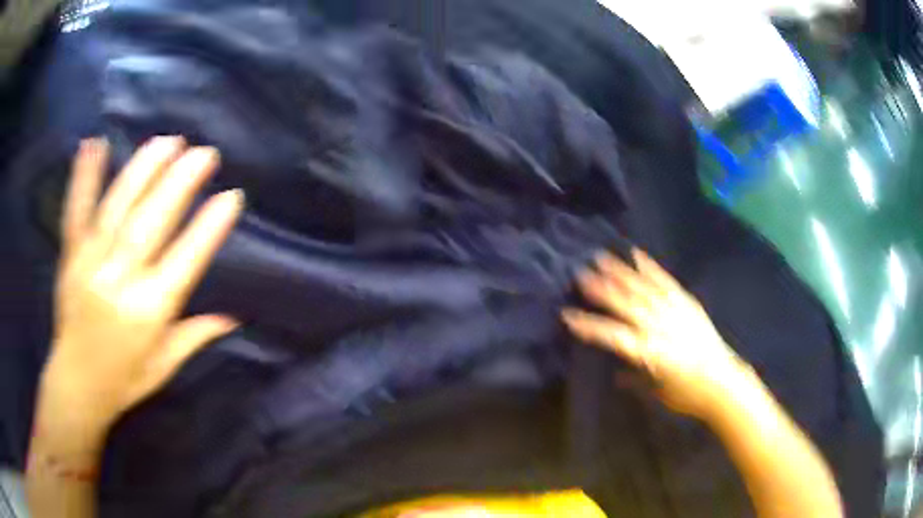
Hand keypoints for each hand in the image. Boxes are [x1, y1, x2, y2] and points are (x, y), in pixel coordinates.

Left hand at [41, 136, 243, 432]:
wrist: (76, 386)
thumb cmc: (123, 381)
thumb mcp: (163, 366)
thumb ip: (194, 336)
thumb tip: (233, 316)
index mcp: (147, 313)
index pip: (183, 262)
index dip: (208, 228)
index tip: (231, 196)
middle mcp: (119, 283)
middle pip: (150, 224)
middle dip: (179, 184)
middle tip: (204, 153)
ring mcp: (90, 265)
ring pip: (117, 209)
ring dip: (143, 170)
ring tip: (168, 141)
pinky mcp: (70, 256)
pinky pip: (75, 211)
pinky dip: (84, 176)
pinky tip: (94, 143)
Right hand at [563, 249, 746, 418]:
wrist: (723, 382)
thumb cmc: (688, 395)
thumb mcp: (657, 392)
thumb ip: (635, 379)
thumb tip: (616, 373)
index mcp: (650, 353)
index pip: (613, 336)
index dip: (590, 326)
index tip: (568, 316)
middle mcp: (660, 327)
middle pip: (627, 305)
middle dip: (602, 290)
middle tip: (580, 274)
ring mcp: (675, 311)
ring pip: (643, 289)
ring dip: (621, 273)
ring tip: (602, 257)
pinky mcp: (687, 303)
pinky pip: (666, 282)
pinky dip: (651, 268)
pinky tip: (638, 255)